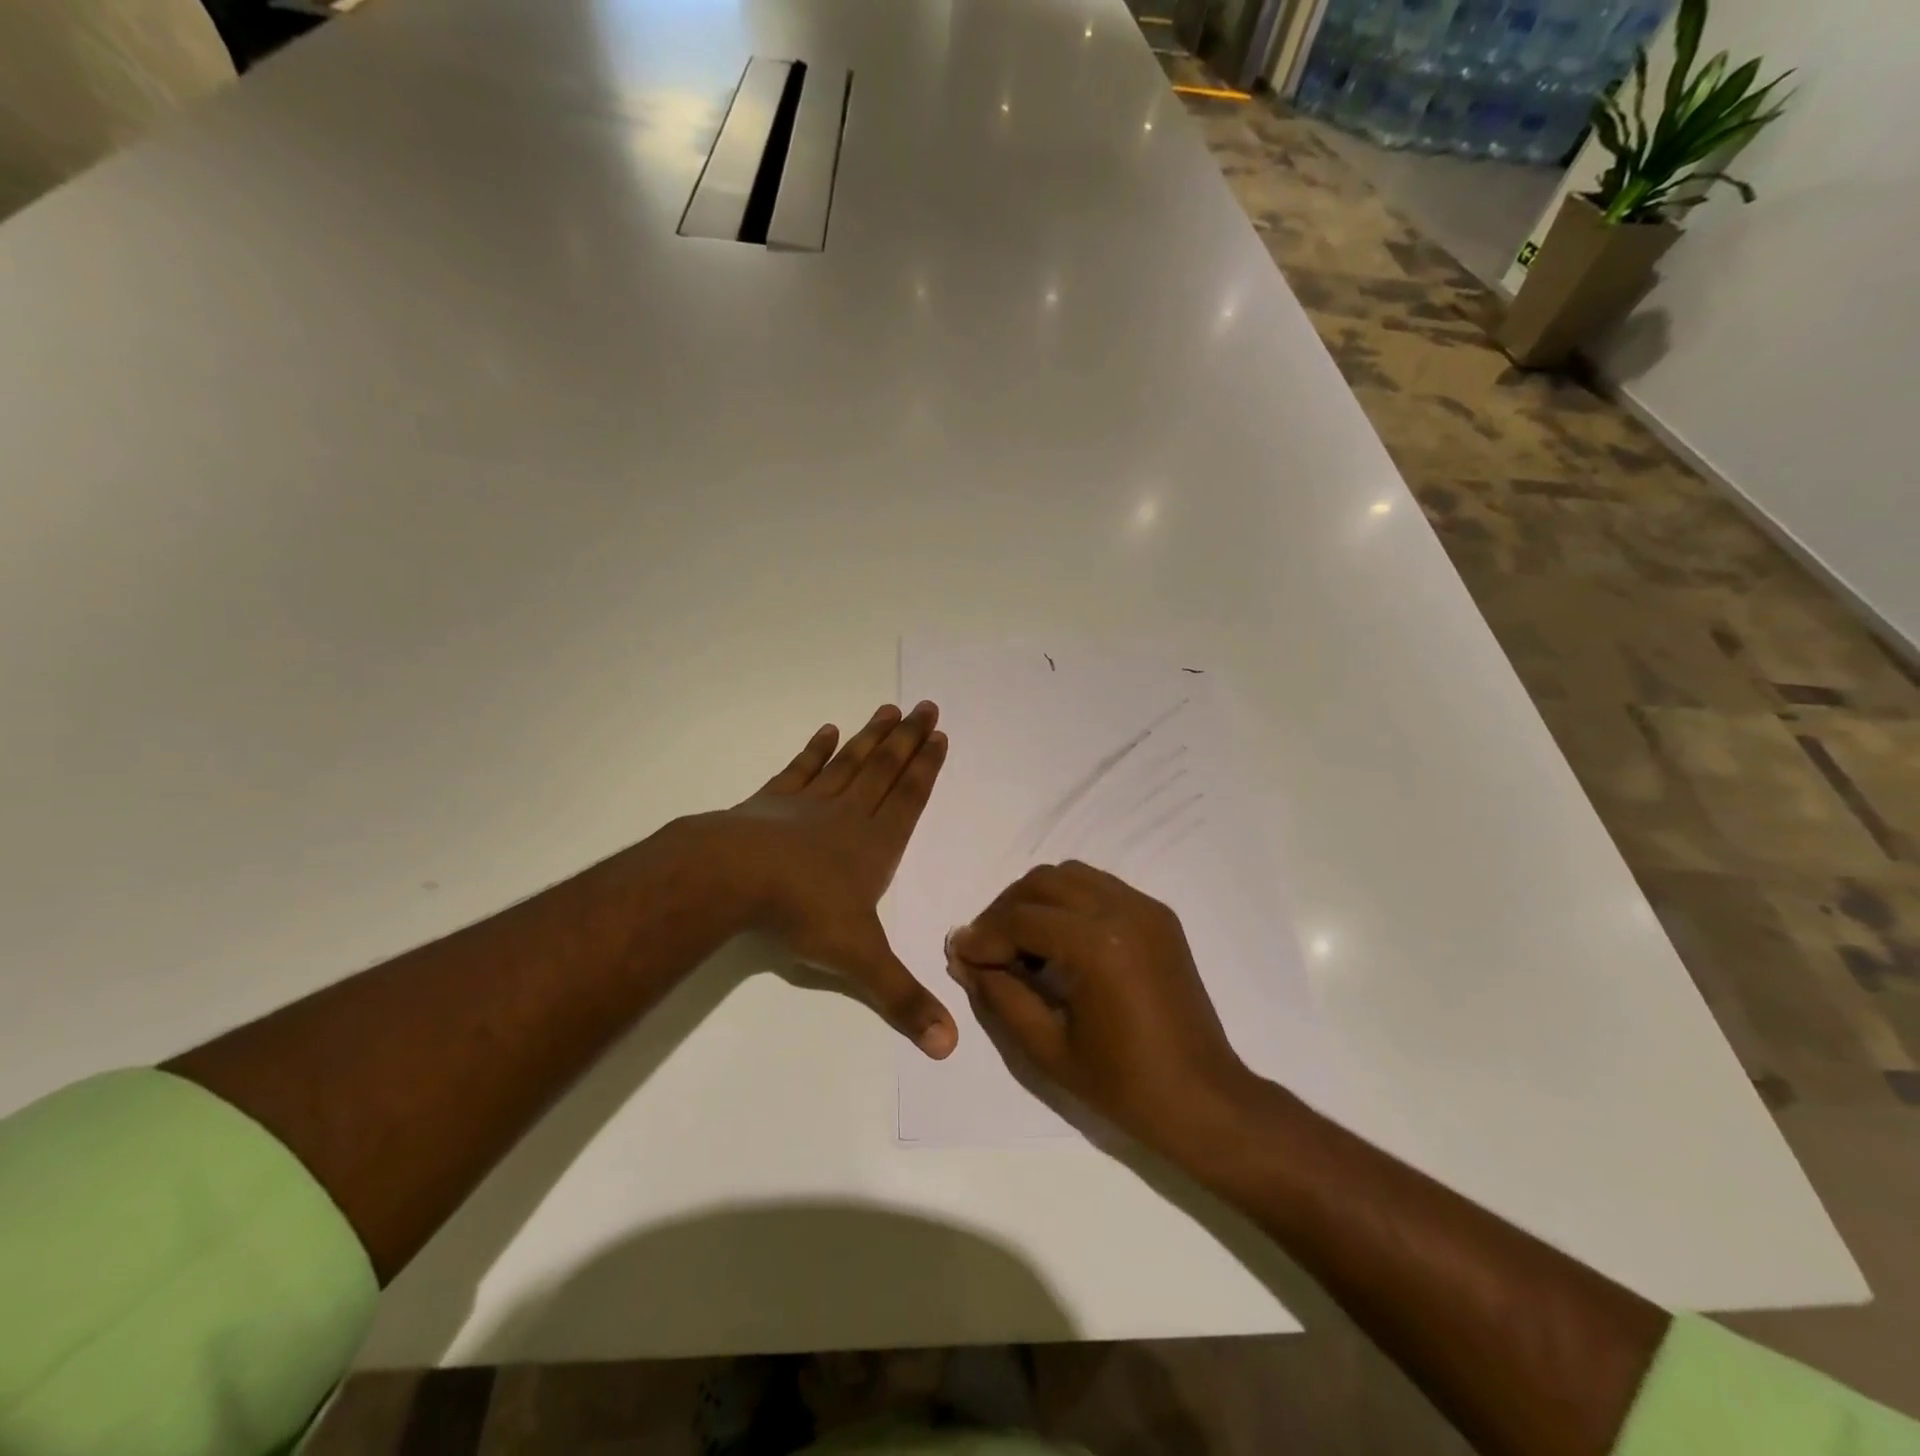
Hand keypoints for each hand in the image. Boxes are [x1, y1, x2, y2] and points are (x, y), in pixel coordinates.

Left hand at [687, 702, 957, 1058]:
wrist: (733, 880)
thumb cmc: (803, 913)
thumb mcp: (860, 962)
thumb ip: (903, 1000)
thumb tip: (949, 1047)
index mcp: (875, 845)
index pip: (910, 798)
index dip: (927, 768)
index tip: (940, 735)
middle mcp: (849, 815)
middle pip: (886, 769)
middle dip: (908, 739)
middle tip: (926, 705)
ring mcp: (809, 804)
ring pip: (850, 763)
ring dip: (871, 737)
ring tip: (888, 709)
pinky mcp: (772, 803)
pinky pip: (800, 770)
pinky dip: (815, 750)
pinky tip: (827, 731)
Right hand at [947, 861, 1254, 1149]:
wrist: (1202, 1099)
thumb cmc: (1123, 1085)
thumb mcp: (1046, 1048)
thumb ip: (1000, 995)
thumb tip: (965, 959)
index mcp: (1098, 946)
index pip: (1021, 919)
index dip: (983, 936)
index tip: (959, 954)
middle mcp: (1123, 910)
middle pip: (1043, 882)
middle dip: (1006, 909)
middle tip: (986, 948)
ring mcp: (1145, 908)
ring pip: (1071, 875)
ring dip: (1036, 900)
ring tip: (1020, 942)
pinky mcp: (1158, 915)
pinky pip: (1099, 887)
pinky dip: (1069, 902)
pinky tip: (1060, 942)